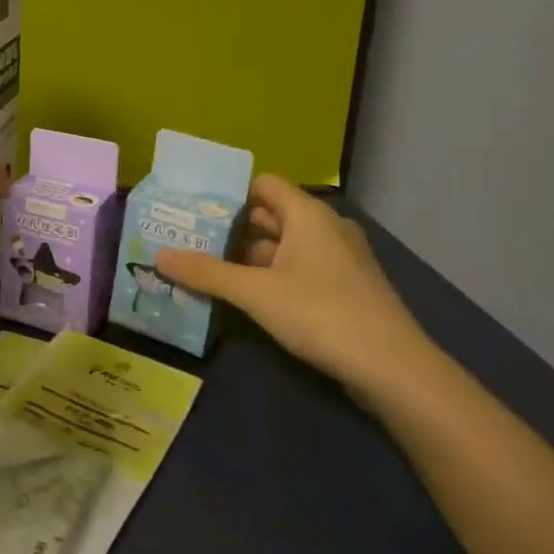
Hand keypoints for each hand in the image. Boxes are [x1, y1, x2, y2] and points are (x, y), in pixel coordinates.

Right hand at [154, 175, 431, 392]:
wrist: (394, 369)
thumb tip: (159, 255)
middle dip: (232, 228)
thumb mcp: (255, 293)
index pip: (263, 184)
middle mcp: (326, 227)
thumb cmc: (320, 313)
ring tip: (209, 268)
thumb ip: (207, 273)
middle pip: (271, 215)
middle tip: (191, 240)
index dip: (229, 194)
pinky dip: (272, 276)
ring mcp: (339, 259)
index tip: (194, 210)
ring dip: (249, 256)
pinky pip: (300, 269)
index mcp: (308, 214)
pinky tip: (247, 296)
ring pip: (285, 246)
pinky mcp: (345, 288)